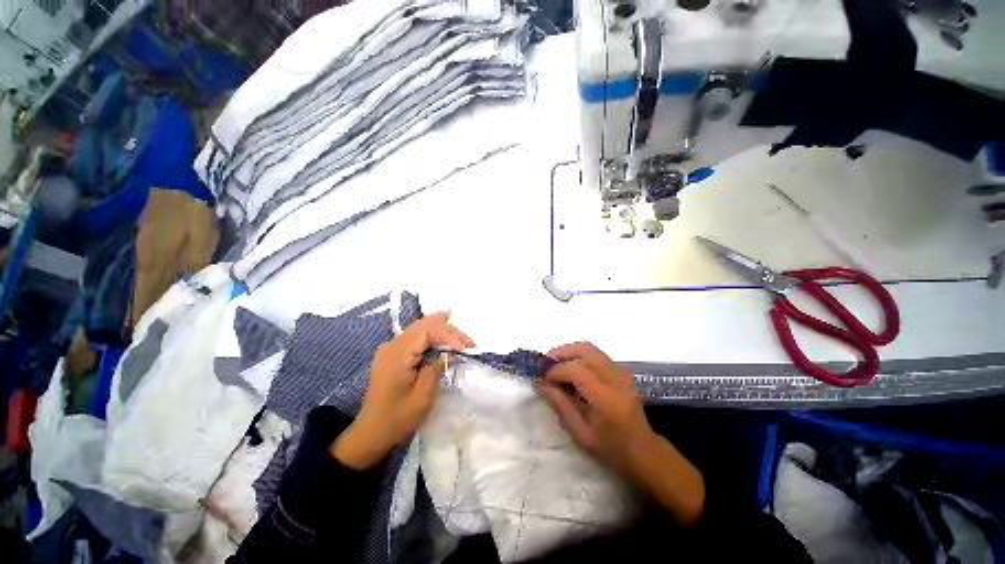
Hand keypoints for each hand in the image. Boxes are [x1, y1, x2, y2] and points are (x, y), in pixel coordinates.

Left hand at [331, 312, 474, 469]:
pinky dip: (432, 334)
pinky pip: (415, 335)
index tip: (467, 348)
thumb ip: (436, 369)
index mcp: (398, 355)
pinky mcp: (392, 353)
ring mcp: (390, 347)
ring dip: (442, 330)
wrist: (370, 433)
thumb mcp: (422, 397)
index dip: (450, 335)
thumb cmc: (397, 419)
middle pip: (424, 325)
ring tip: (461, 337)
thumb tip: (451, 353)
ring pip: (420, 327)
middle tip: (469, 341)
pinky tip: (443, 336)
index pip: (428, 331)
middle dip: (449, 329)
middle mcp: (392, 345)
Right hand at [538, 342, 704, 524]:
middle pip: (586, 350)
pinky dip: (580, 356)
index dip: (556, 370)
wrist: (644, 452)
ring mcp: (621, 373)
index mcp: (606, 399)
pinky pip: (597, 355)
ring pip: (592, 349)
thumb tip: (540, 383)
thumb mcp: (580, 433)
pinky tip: (572, 369)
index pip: (577, 370)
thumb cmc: (611, 449)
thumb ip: (560, 405)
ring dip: (570, 351)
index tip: (543, 377)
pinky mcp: (622, 372)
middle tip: (547, 362)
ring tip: (556, 364)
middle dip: (562, 351)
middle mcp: (615, 379)